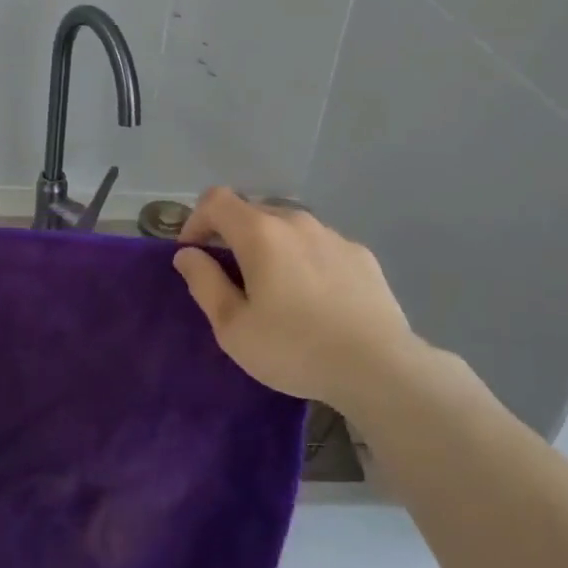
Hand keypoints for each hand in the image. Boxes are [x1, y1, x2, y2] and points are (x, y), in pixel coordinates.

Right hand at [173, 187, 422, 412]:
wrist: (379, 367)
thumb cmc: (295, 348)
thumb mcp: (233, 327)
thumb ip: (204, 283)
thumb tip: (187, 254)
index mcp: (260, 233)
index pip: (215, 200)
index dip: (196, 220)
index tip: (194, 254)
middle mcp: (296, 221)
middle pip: (252, 211)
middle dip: (232, 235)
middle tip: (231, 277)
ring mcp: (333, 235)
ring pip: (288, 227)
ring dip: (271, 246)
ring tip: (276, 289)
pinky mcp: (360, 254)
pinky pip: (319, 245)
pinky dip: (305, 259)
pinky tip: (315, 298)